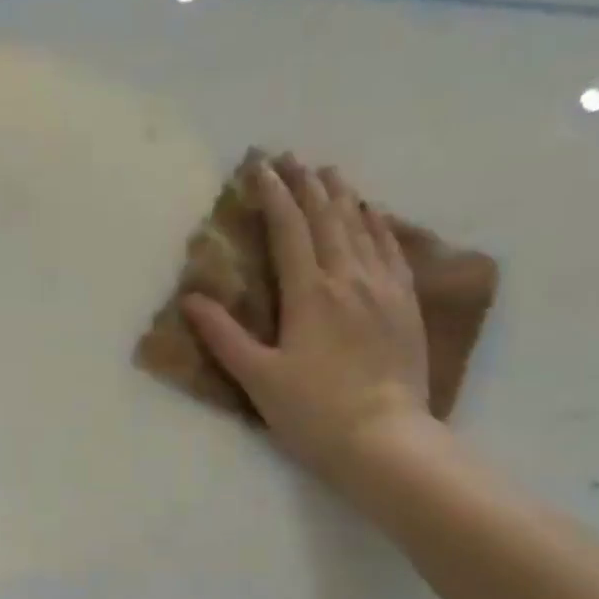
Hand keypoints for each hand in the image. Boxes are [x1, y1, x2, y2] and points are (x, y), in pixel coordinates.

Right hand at [185, 154, 431, 494]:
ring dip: (343, 196)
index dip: (273, 195)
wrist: (383, 438)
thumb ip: (224, 336)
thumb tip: (192, 299)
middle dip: (306, 184)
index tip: (259, 167)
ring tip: (329, 174)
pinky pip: (392, 248)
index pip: (289, 230)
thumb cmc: (312, 413)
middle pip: (328, 217)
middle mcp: (349, 278)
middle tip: (291, 159)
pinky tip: (373, 213)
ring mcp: (384, 288)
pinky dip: (379, 223)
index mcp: (309, 293)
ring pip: (363, 226)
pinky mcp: (406, 304)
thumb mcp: (258, 378)